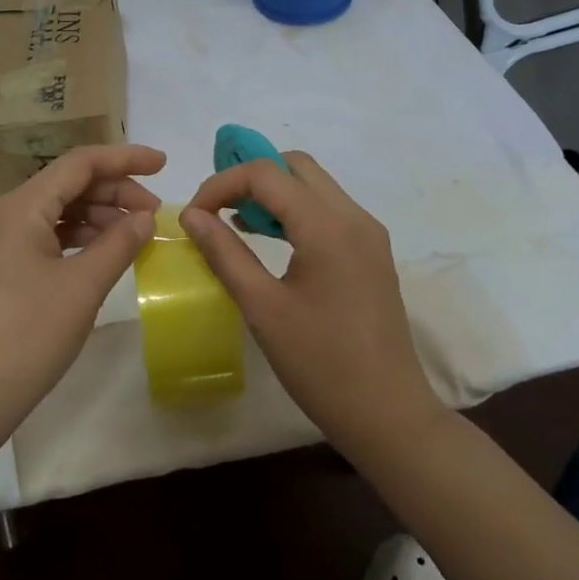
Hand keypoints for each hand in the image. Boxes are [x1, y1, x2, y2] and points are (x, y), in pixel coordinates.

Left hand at [0, 144, 164, 450]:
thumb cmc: (26, 337)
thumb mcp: (82, 288)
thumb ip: (119, 244)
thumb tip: (144, 217)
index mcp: (17, 208)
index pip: (78, 164)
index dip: (124, 159)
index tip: (163, 164)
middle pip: (63, 187)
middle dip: (112, 194)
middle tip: (153, 216)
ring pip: (48, 216)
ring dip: (92, 219)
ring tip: (130, 239)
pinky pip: (34, 241)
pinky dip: (69, 242)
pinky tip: (94, 259)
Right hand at [181, 152, 437, 448]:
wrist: (387, 413)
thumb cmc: (320, 363)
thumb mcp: (262, 307)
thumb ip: (224, 253)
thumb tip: (191, 216)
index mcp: (328, 226)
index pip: (266, 173)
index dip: (221, 184)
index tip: (194, 215)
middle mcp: (354, 217)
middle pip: (295, 166)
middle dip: (249, 177)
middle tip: (216, 209)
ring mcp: (368, 234)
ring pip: (313, 186)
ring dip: (272, 193)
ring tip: (234, 223)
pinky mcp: (371, 253)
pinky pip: (328, 211)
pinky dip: (294, 211)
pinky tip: (268, 240)